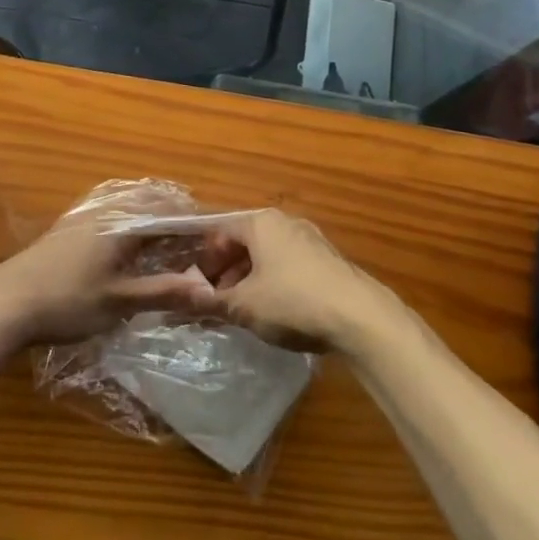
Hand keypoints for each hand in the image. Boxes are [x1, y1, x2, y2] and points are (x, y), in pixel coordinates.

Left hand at [0, 196, 220, 348]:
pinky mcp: (67, 228)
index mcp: (122, 222)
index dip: (193, 222)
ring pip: (128, 203)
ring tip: (167, 234)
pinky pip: (110, 210)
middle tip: (195, 235)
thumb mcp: (119, 302)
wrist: (4, 304)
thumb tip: (208, 289)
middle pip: (149, 200)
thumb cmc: (67, 302)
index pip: (168, 212)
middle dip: (174, 213)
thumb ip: (164, 291)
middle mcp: (105, 209)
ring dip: (151, 212)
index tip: (214, 236)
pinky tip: (127, 240)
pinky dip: (129, 218)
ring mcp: (83, 216)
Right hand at [195, 210, 394, 352]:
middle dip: (227, 272)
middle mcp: (286, 223)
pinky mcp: (328, 262)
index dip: (204, 259)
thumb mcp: (244, 306)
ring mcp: (311, 240)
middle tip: (216, 302)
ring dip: (250, 280)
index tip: (195, 287)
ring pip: (268, 256)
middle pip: (245, 242)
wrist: (359, 317)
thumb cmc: (292, 301)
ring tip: (243, 311)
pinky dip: (274, 284)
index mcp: (261, 223)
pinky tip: (275, 312)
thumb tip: (178, 299)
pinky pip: (290, 267)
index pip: (220, 232)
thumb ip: (209, 301)